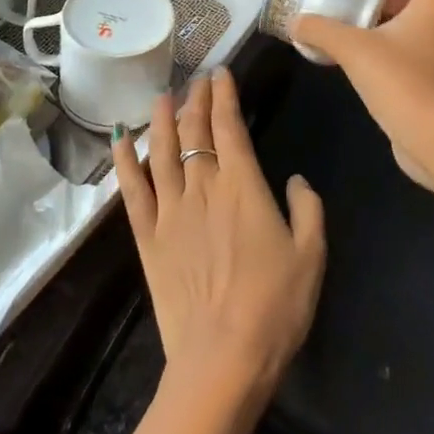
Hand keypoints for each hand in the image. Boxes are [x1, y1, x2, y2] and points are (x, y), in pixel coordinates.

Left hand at [113, 67, 325, 398]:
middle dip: (197, 100)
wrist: (222, 360)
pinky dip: (124, 163)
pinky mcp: (148, 238)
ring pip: (162, 152)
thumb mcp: (311, 255)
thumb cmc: (275, 307)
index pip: (229, 126)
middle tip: (198, 80)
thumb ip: (308, 209)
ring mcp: (170, 212)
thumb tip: (297, 180)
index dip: (225, 96)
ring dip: (162, 121)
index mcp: (242, 186)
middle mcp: (202, 187)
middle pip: (195, 132)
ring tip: (162, 97)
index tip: (221, 74)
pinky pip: (132, 191)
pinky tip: (121, 141)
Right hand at [291, 0, 433, 188]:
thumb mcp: (353, 49)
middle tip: (353, 4)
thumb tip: (295, 21)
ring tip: (347, 33)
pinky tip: (355, 67)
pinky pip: (406, 57)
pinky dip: (383, 53)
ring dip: (381, 27)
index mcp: (432, 10)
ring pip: (411, 30)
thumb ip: (321, 30)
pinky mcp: (429, 86)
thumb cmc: (401, 82)